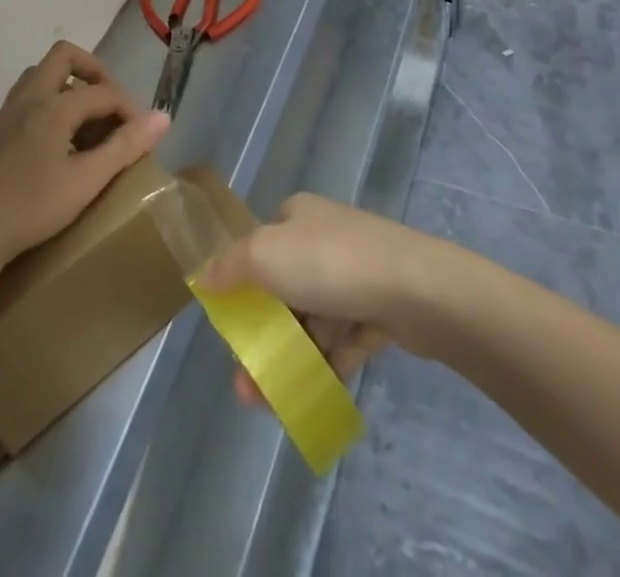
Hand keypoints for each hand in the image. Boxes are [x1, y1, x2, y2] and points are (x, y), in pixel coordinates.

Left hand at [0, 41, 170, 271]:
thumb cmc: (32, 208)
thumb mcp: (86, 181)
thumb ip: (125, 146)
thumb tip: (163, 117)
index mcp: (53, 106)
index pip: (103, 92)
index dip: (128, 107)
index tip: (142, 133)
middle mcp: (25, 99)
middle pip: (62, 56)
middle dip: (92, 70)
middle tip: (107, 101)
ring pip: (33, 79)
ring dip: (60, 88)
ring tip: (77, 123)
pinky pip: (12, 110)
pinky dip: (34, 116)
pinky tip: (37, 151)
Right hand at [199, 193, 426, 407]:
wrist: (416, 288)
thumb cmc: (329, 263)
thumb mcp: (263, 254)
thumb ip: (229, 266)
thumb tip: (203, 277)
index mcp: (296, 217)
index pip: (260, 247)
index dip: (242, 285)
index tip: (232, 327)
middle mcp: (325, 238)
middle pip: (285, 289)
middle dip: (265, 335)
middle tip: (247, 379)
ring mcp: (357, 274)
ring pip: (314, 320)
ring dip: (291, 358)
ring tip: (272, 401)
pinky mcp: (382, 309)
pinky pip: (346, 339)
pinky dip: (328, 364)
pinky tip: (313, 393)